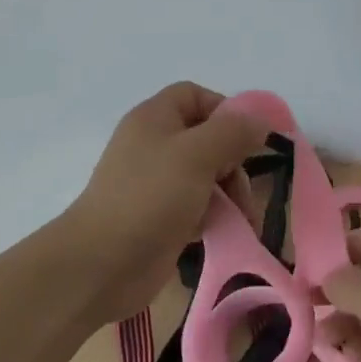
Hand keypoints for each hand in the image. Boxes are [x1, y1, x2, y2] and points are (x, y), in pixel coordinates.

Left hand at [61, 81, 270, 325]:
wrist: (100, 264)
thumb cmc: (150, 197)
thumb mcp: (197, 155)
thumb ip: (233, 132)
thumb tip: (260, 120)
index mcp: (155, 118)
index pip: (195, 96)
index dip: (225, 111)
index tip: (248, 140)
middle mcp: (154, 144)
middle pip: (206, 138)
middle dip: (233, 162)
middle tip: (244, 190)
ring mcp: (154, 183)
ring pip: (205, 175)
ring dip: (229, 193)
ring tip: (242, 219)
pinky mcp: (158, 217)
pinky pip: (195, 205)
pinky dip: (212, 216)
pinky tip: (221, 233)